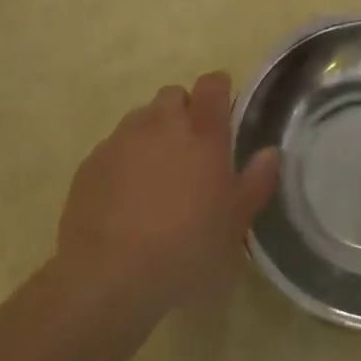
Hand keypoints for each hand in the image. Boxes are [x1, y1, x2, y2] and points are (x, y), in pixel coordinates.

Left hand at [56, 71, 278, 316]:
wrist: (107, 277)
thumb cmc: (185, 247)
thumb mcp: (235, 223)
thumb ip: (256, 181)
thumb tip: (270, 152)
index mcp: (202, 130)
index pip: (213, 84)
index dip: (220, 91)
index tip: (224, 112)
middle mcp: (161, 122)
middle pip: (174, 95)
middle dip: (184, 112)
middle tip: (192, 150)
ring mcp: (121, 139)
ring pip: (142, 119)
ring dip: (153, 134)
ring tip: (157, 175)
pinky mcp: (91, 163)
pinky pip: (114, 147)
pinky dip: (124, 160)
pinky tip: (126, 197)